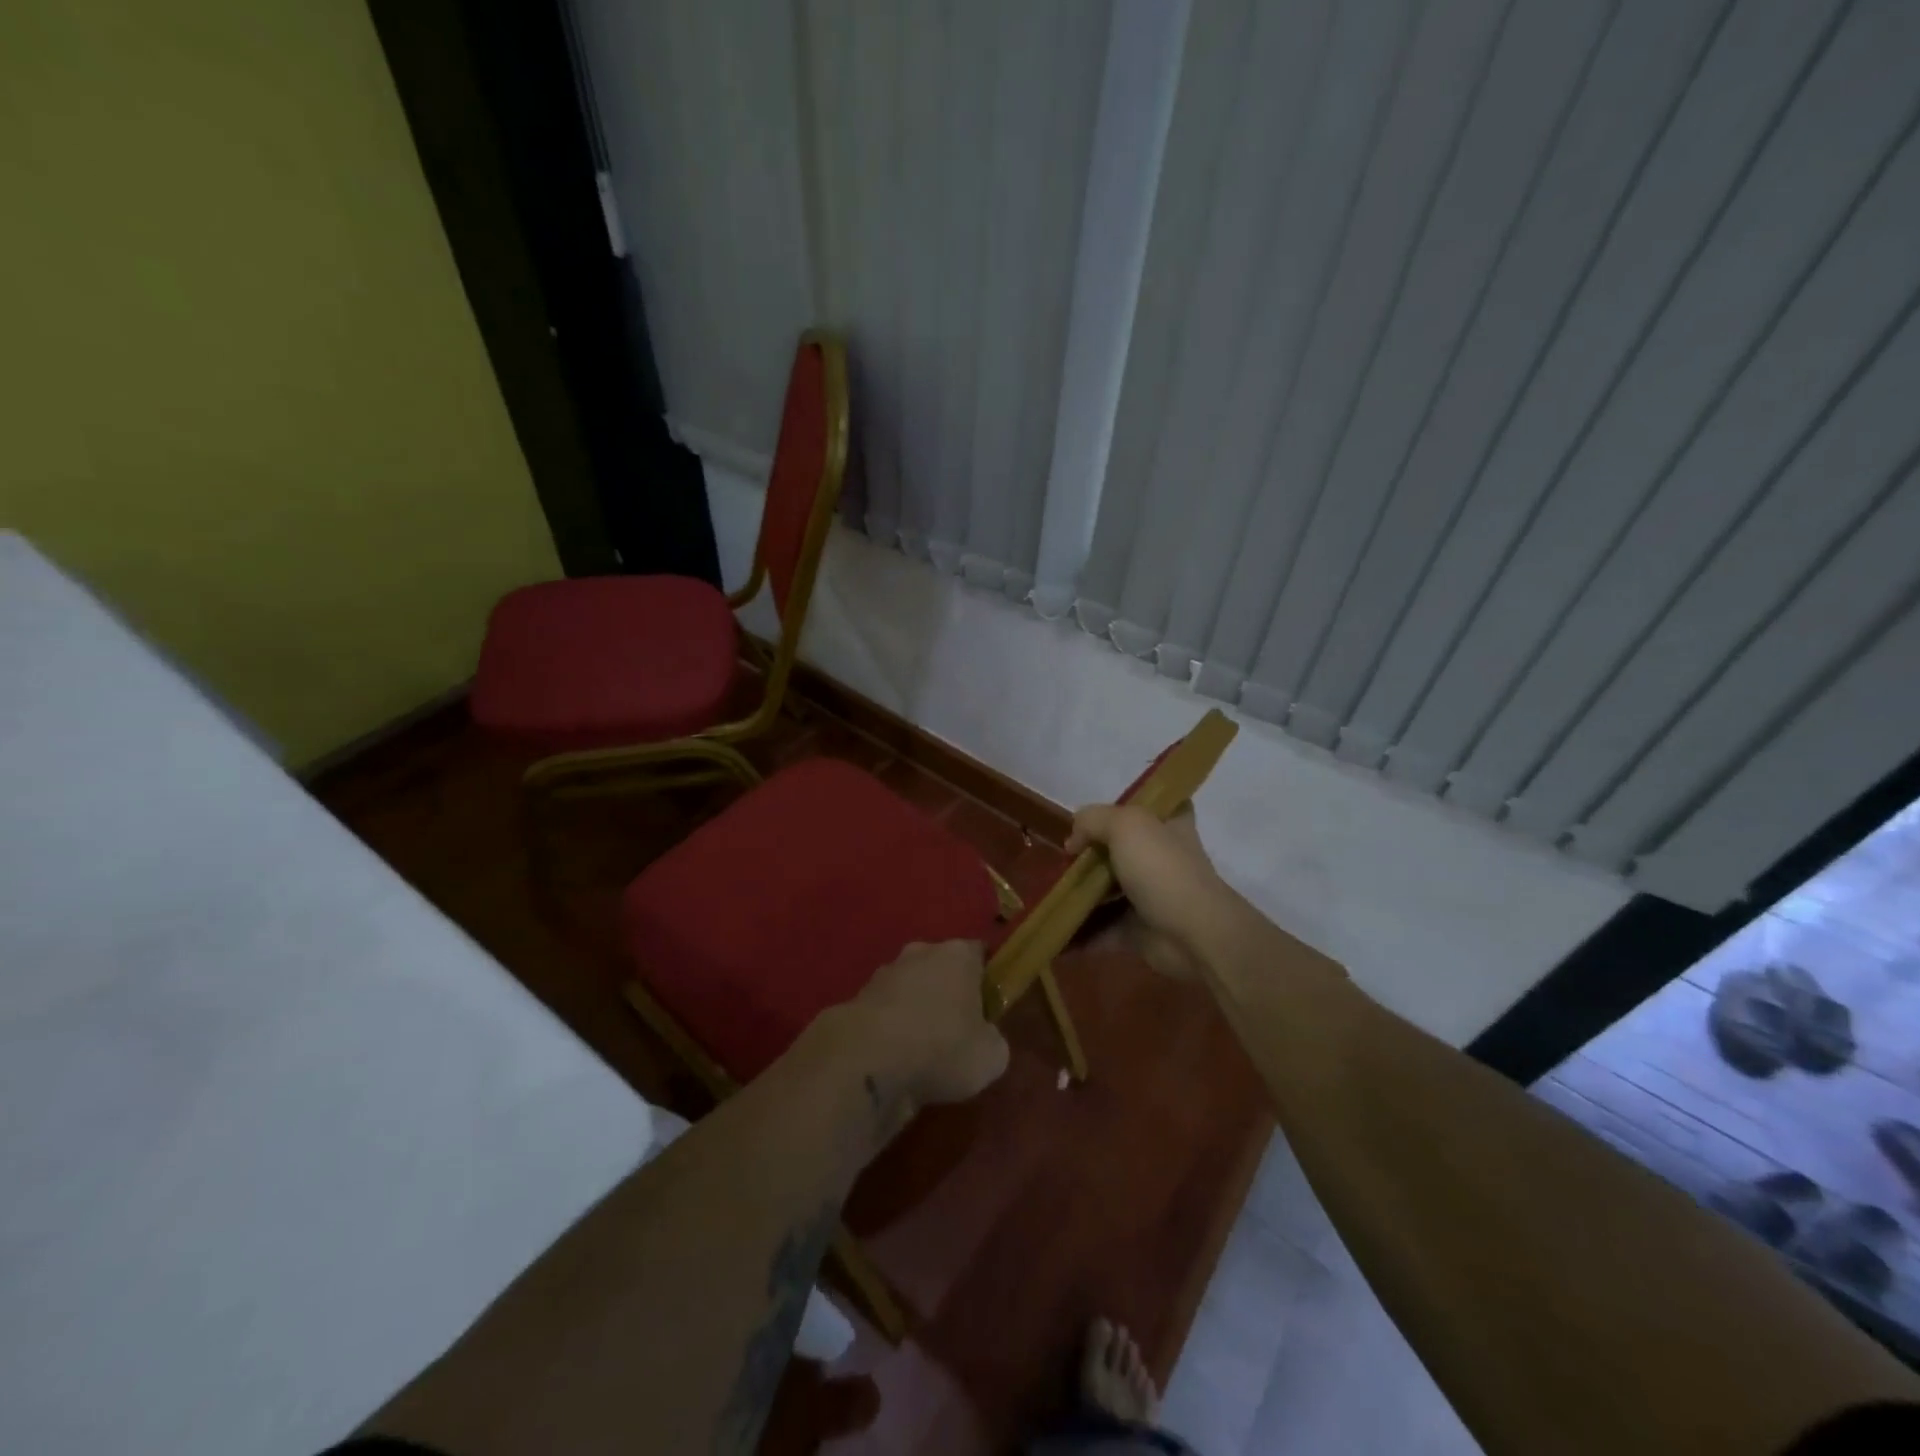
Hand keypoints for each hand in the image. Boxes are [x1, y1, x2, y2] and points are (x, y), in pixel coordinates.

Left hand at [840, 940, 1008, 1123]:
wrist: (867, 1061)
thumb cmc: (942, 1048)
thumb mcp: (991, 1056)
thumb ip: (993, 1040)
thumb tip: (985, 1038)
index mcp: (958, 955)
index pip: (979, 953)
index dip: (986, 978)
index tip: (989, 1005)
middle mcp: (920, 953)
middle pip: (941, 967)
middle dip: (948, 991)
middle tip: (958, 1028)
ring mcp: (884, 973)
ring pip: (909, 987)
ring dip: (916, 1009)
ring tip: (923, 1049)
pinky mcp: (857, 999)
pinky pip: (885, 1012)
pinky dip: (890, 1029)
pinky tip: (895, 1057)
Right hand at [1067, 803, 1226, 980]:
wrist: (1193, 934)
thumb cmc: (1162, 869)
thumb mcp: (1126, 825)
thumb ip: (1093, 820)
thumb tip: (1073, 842)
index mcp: (1168, 825)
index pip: (1152, 807)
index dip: (1124, 808)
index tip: (1095, 819)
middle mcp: (1161, 858)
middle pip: (1120, 850)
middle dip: (1089, 855)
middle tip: (1061, 860)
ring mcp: (1150, 896)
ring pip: (1108, 890)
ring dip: (1080, 894)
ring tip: (1048, 893)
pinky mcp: (1138, 930)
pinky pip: (1102, 928)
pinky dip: (1080, 931)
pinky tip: (1055, 927)